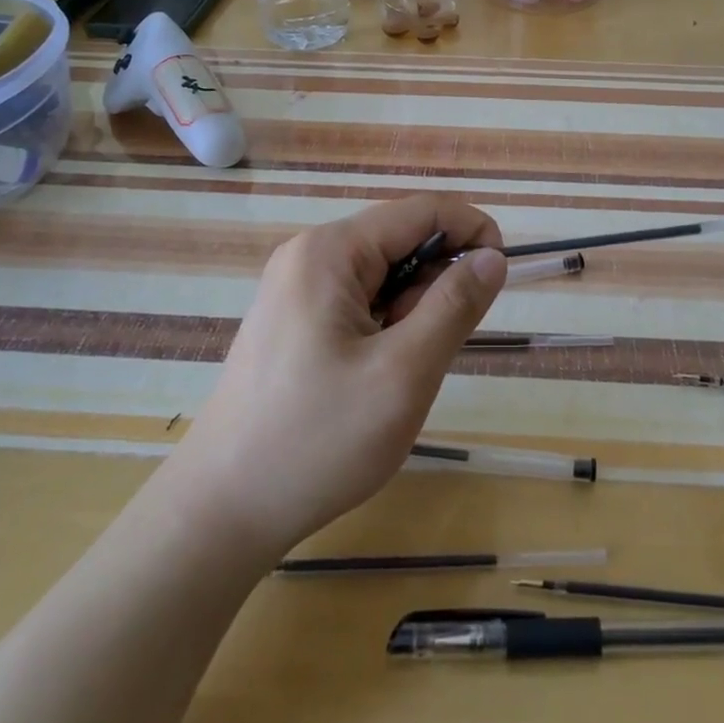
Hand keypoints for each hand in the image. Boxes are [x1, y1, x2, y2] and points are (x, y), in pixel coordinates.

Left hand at [178, 196, 507, 558]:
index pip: (421, 211)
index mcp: (330, 251)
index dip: (471, 230)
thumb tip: (493, 257)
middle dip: (436, 282)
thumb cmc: (317, 440)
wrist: (221, 511)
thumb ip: (454, 306)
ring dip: (411, 310)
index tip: (502, 275)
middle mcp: (309, 255)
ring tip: (399, 372)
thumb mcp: (403, 373)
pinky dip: (385, 326)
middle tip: (436, 348)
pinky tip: (374, 375)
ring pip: (382, 274)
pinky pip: (358, 300)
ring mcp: (295, 287)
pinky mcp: (292, 319)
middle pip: (400, 240)